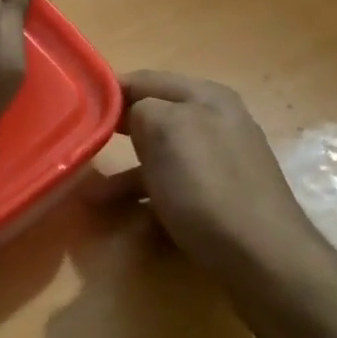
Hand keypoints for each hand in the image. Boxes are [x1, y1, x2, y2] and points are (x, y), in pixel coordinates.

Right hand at [96, 71, 319, 274]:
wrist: (262, 257)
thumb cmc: (206, 186)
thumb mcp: (166, 131)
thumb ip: (141, 109)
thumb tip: (134, 115)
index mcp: (206, 97)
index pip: (146, 80)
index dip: (109, 91)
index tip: (74, 108)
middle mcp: (217, 123)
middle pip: (154, 119)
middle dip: (116, 133)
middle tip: (79, 145)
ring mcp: (222, 163)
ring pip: (160, 159)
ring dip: (124, 175)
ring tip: (89, 196)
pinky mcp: (221, 200)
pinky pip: (174, 190)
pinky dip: (147, 200)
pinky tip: (127, 220)